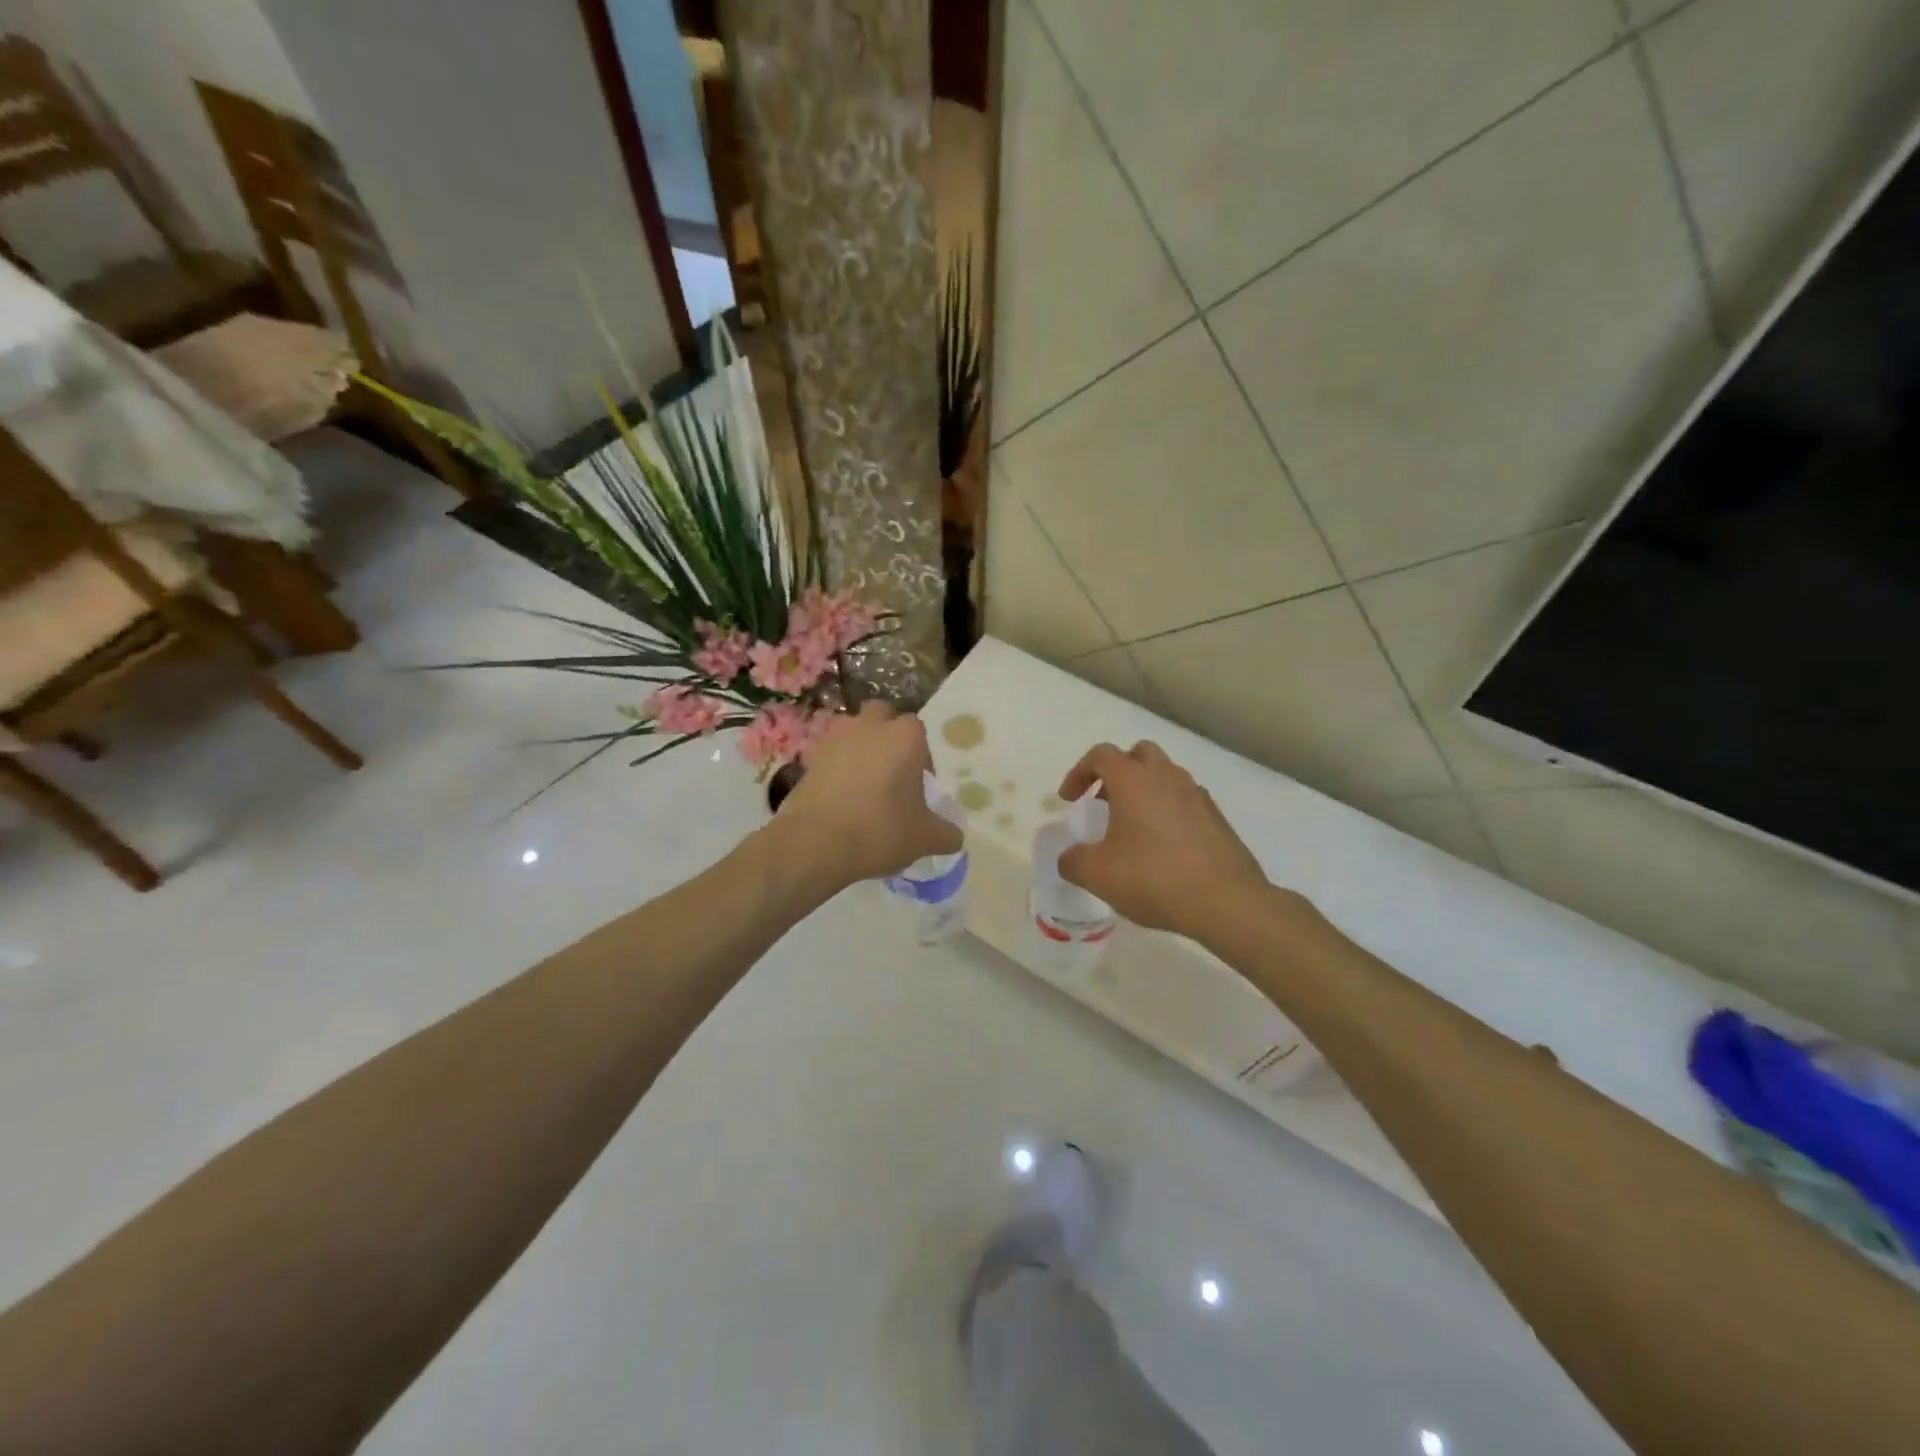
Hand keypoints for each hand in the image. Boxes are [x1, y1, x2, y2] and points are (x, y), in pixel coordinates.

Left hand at [773, 702, 962, 888]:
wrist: (815, 843)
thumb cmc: (880, 831)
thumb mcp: (925, 838)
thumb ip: (946, 833)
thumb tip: (955, 836)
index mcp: (904, 737)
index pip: (919, 730)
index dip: (921, 754)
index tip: (919, 783)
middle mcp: (870, 726)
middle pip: (883, 716)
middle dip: (888, 736)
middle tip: (892, 772)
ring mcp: (836, 738)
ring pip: (853, 730)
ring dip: (860, 747)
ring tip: (864, 783)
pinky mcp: (809, 756)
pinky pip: (830, 753)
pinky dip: (836, 766)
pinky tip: (841, 796)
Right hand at [1056, 741, 1272, 939]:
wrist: (1226, 902)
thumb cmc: (1154, 878)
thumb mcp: (1097, 874)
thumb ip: (1073, 861)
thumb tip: (1070, 857)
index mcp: (1134, 780)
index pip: (1101, 755)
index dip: (1079, 773)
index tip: (1070, 800)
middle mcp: (1167, 777)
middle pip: (1139, 754)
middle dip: (1117, 772)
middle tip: (1104, 801)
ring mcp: (1197, 795)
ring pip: (1165, 776)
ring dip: (1144, 791)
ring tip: (1132, 827)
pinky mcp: (1217, 818)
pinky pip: (1185, 801)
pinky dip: (1168, 811)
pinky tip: (1162, 847)